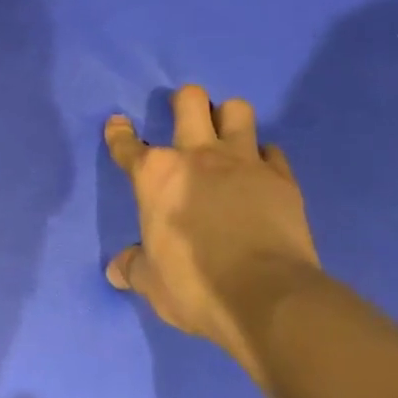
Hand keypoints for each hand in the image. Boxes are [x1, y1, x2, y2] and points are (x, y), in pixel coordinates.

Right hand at [104, 86, 321, 396]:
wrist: (266, 296)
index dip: (119, 133)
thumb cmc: (196, 286)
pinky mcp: (281, 178)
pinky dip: (265, 158)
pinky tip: (261, 173)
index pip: (127, 145)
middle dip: (184, 101)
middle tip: (185, 117)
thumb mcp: (153, 284)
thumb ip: (133, 268)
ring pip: (237, 110)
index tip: (118, 125)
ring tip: (227, 137)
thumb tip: (115, 270)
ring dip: (229, 118)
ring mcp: (243, 162)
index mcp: (156, 176)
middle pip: (190, 100)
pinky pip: (273, 151)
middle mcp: (197, 156)